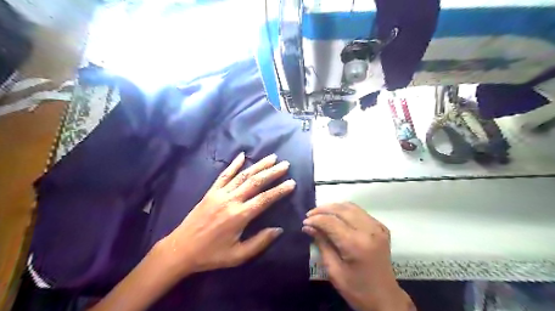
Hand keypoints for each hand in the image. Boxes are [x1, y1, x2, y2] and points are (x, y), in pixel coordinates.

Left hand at [157, 153, 294, 276]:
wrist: (181, 249)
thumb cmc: (211, 255)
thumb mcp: (238, 256)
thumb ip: (260, 242)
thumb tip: (279, 229)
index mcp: (239, 216)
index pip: (265, 199)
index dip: (279, 190)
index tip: (291, 183)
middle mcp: (231, 200)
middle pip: (255, 182)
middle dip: (272, 172)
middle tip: (285, 164)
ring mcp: (220, 193)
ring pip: (242, 175)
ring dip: (258, 165)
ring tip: (272, 157)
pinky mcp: (211, 192)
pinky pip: (224, 175)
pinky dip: (234, 165)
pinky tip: (242, 155)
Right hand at [303, 202, 415, 310]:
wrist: (385, 298)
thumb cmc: (357, 289)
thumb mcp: (334, 270)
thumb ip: (322, 244)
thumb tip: (308, 226)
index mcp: (356, 244)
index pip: (331, 222)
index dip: (316, 219)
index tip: (305, 222)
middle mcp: (368, 230)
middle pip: (341, 209)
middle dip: (323, 209)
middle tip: (310, 214)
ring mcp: (377, 227)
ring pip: (351, 207)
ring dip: (334, 207)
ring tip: (321, 213)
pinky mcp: (381, 228)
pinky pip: (360, 212)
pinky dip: (346, 210)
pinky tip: (337, 217)